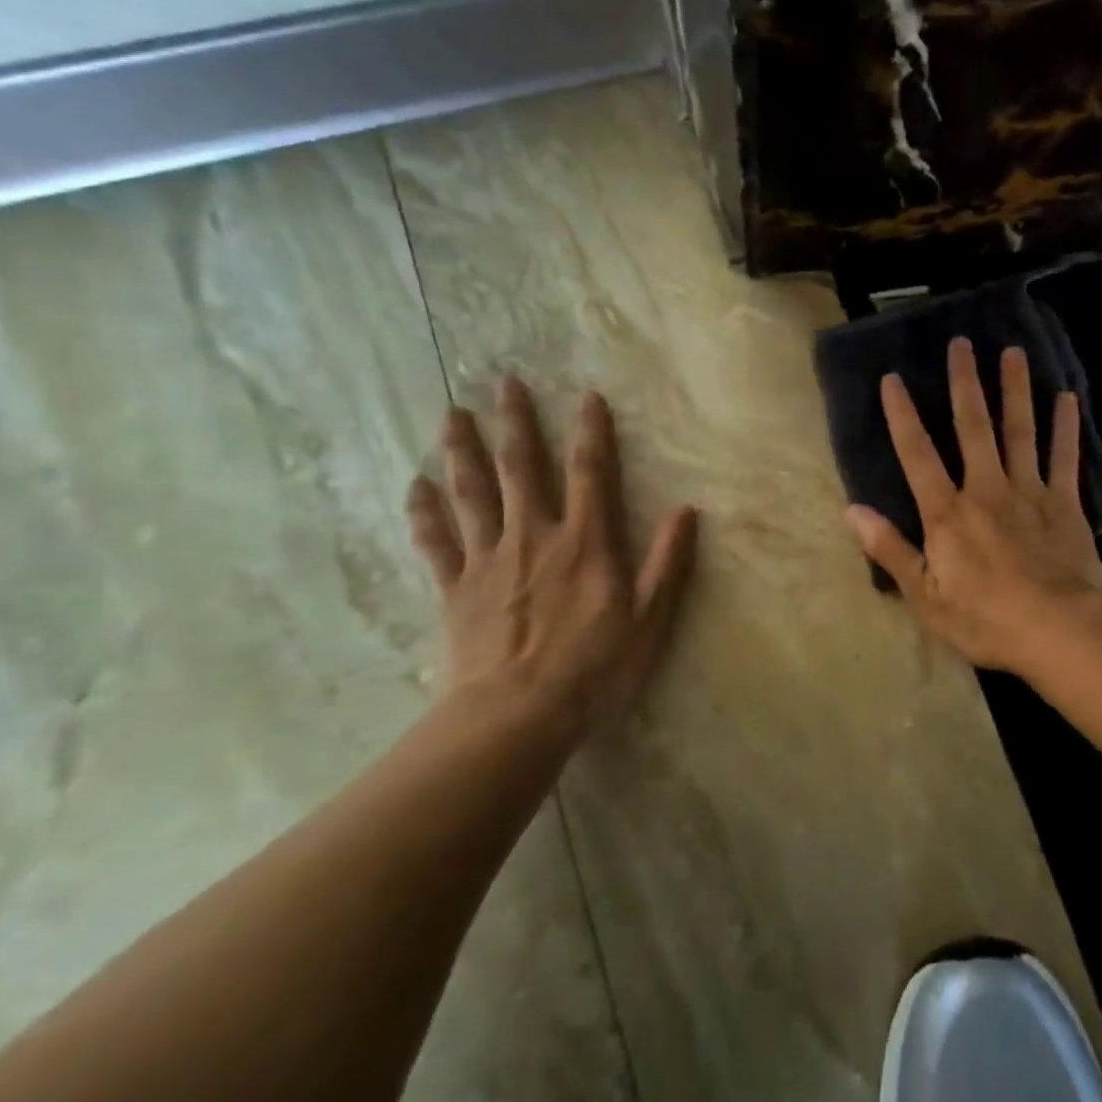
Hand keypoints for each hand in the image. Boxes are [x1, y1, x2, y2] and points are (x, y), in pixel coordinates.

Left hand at [405, 376, 698, 753]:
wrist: (514, 718)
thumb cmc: (593, 670)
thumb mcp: (649, 620)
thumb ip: (668, 563)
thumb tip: (688, 510)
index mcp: (585, 543)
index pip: (589, 472)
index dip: (591, 431)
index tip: (586, 395)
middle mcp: (534, 537)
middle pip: (522, 468)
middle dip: (516, 423)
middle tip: (505, 382)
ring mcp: (488, 561)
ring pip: (472, 494)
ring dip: (462, 451)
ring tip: (453, 414)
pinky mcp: (455, 589)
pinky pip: (435, 542)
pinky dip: (424, 512)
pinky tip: (414, 485)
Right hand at [846, 338, 1101, 674]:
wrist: (1057, 630)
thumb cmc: (985, 618)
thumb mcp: (925, 596)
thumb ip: (890, 550)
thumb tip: (852, 511)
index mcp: (948, 512)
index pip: (917, 454)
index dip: (902, 415)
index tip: (892, 378)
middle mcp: (986, 488)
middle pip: (973, 426)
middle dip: (964, 383)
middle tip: (962, 342)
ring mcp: (1029, 492)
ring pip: (1020, 430)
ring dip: (1015, 390)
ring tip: (1013, 353)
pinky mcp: (1064, 503)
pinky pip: (1064, 458)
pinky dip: (1066, 427)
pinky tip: (1068, 397)